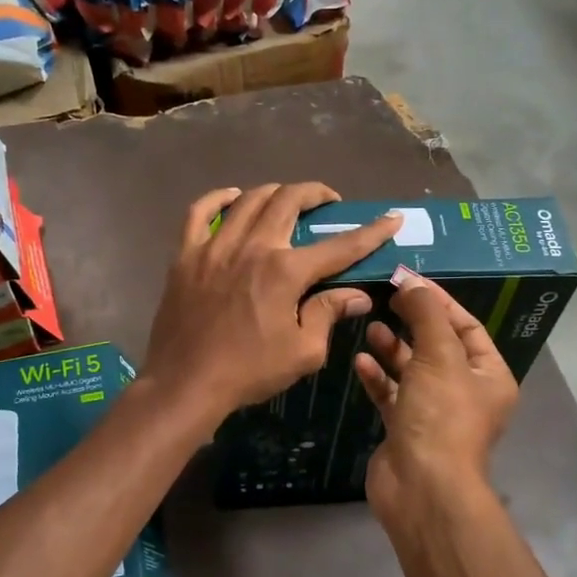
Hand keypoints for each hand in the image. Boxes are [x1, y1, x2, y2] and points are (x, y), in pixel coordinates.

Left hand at [144, 184, 401, 428]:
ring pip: (249, 200)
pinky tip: (233, 197)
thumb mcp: (302, 352)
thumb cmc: (248, 372)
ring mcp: (215, 246)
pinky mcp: (186, 254)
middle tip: (328, 202)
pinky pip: (200, 211)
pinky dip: (219, 198)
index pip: (340, 246)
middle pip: (289, 200)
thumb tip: (357, 295)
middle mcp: (252, 247)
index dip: (371, 231)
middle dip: (316, 194)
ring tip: (287, 199)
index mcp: (285, 272)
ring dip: (275, 192)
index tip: (391, 218)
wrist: (185, 383)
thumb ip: (329, 314)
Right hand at [354, 271, 517, 528]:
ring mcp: (434, 412)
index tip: (408, 281)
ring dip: (392, 348)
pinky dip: (378, 377)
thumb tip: (411, 282)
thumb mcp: (439, 355)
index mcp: (488, 375)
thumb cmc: (441, 415)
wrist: (422, 487)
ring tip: (370, 327)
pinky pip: (392, 393)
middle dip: (412, 323)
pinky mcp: (405, 428)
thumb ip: (426, 313)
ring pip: (412, 370)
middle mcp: (465, 392)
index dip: (439, 302)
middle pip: (437, 346)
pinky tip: (360, 361)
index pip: (466, 326)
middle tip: (385, 300)